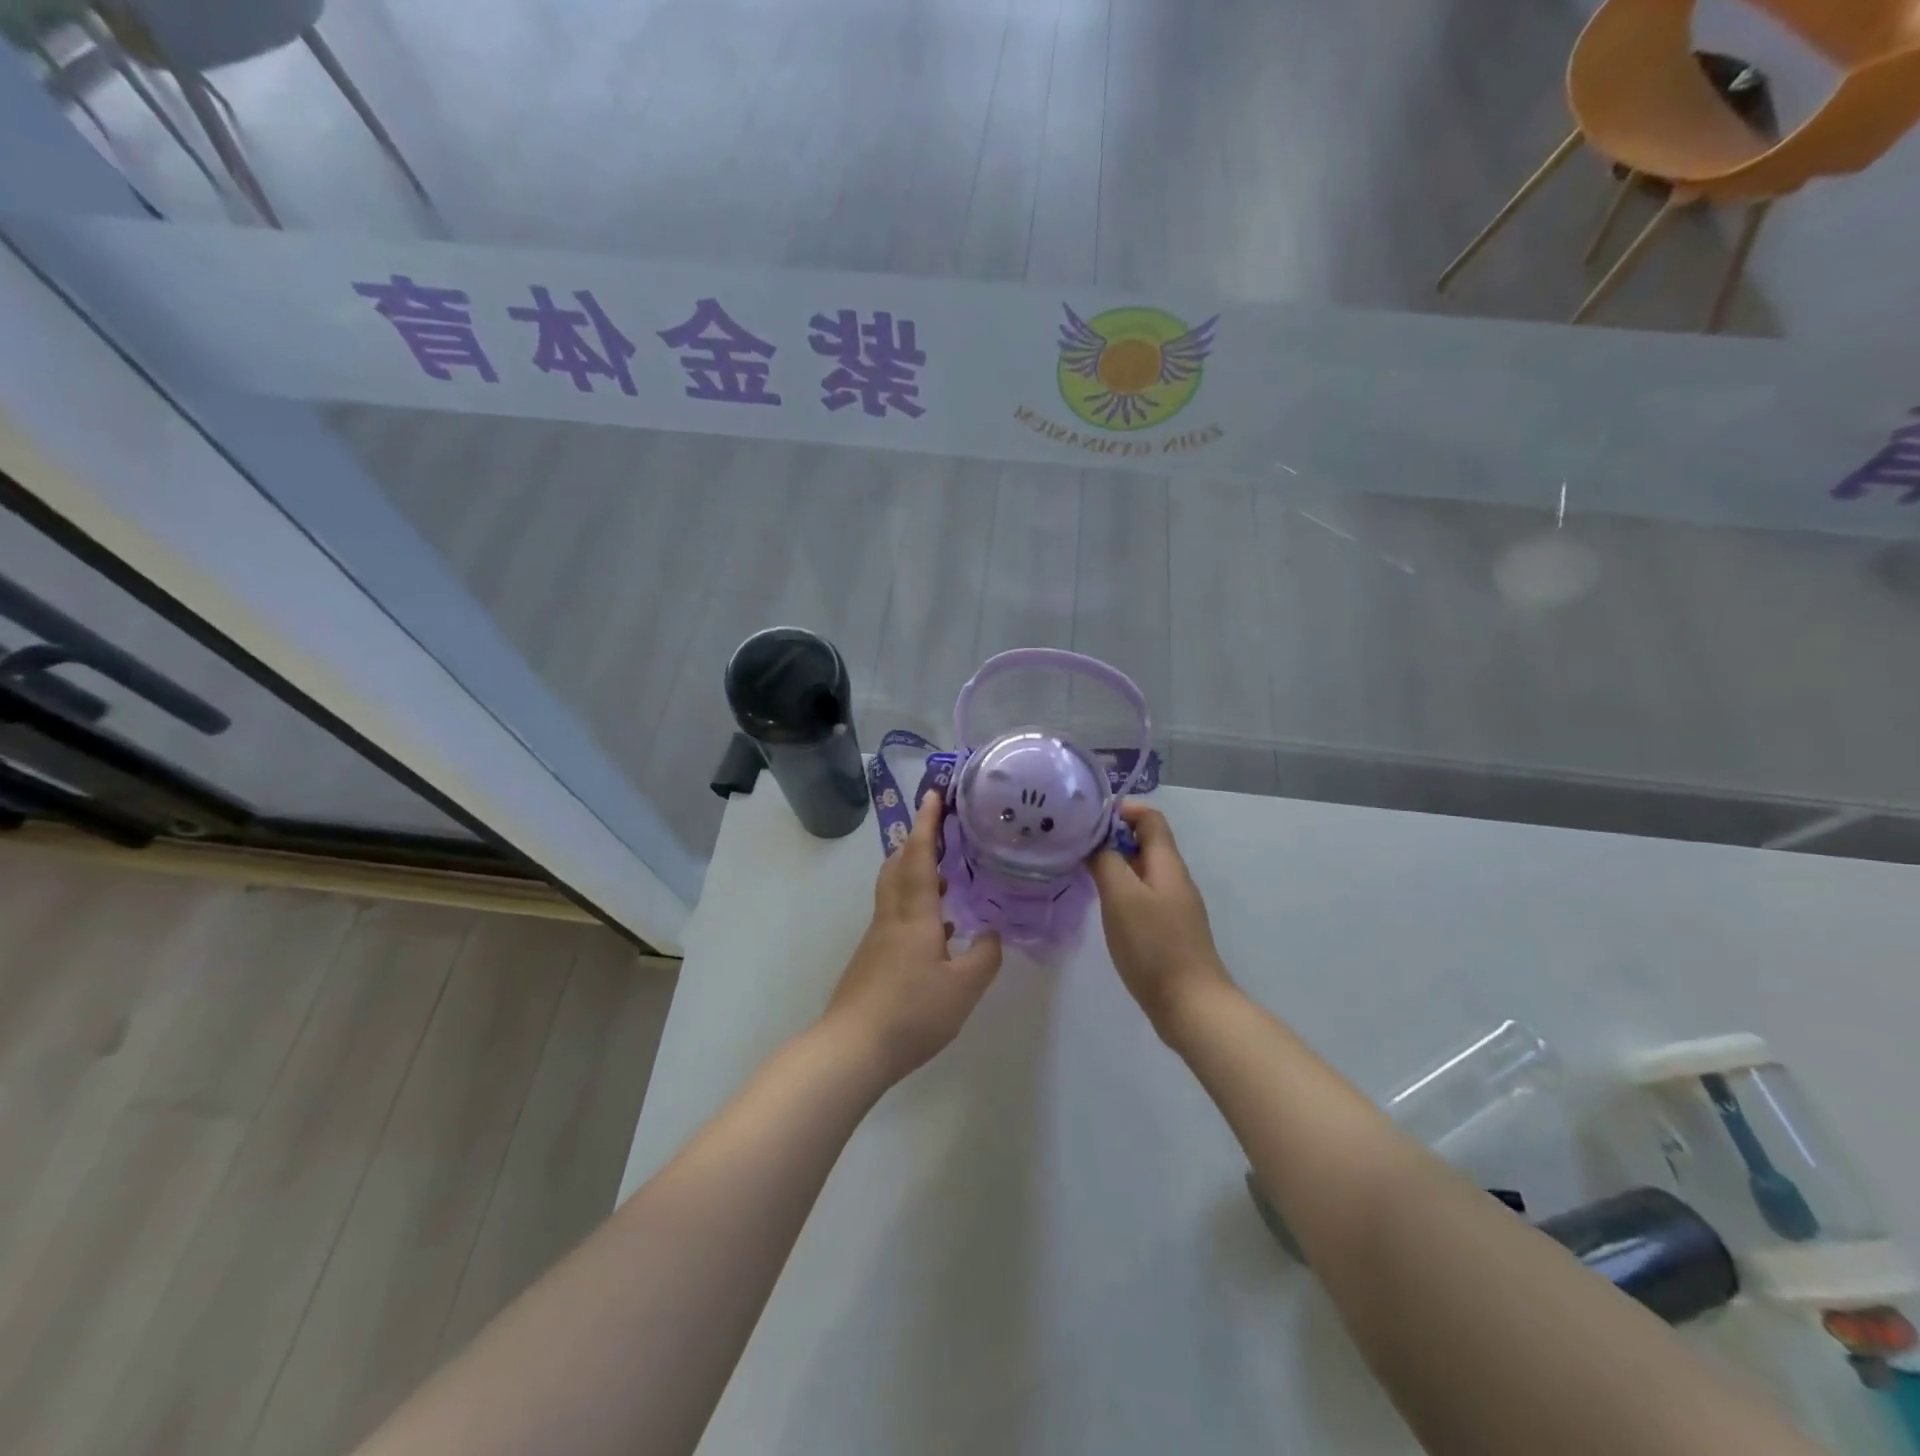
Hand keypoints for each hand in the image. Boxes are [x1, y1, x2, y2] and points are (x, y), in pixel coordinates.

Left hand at [824, 790, 1002, 1083]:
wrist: (852, 1048)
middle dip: (916, 839)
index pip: (919, 855)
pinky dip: (916, 904)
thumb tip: (992, 933)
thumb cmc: (912, 1012)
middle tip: (939, 826)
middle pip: (898, 864)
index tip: (933, 794)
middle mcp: (892, 916)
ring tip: (946, 873)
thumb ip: (985, 956)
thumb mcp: (964, 988)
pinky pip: (896, 915)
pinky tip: (939, 929)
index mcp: (914, 914)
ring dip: (915, 870)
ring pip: (895, 889)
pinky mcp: (873, 958)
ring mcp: (879, 937)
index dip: (927, 823)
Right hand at [1089, 802, 1232, 1036]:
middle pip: (1145, 842)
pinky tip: (1101, 903)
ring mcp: (1173, 905)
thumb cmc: (1154, 945)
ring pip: (1141, 869)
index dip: (1122, 810)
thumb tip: (1095, 842)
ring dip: (1113, 863)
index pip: (1150, 818)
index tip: (1087, 819)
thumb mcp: (1122, 897)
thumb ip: (1106, 862)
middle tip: (1075, 843)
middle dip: (1111, 836)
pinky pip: (1141, 894)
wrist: (1190, 1005)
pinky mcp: (1167, 928)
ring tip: (1080, 869)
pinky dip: (1120, 888)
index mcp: (1167, 863)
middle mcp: (1173, 878)